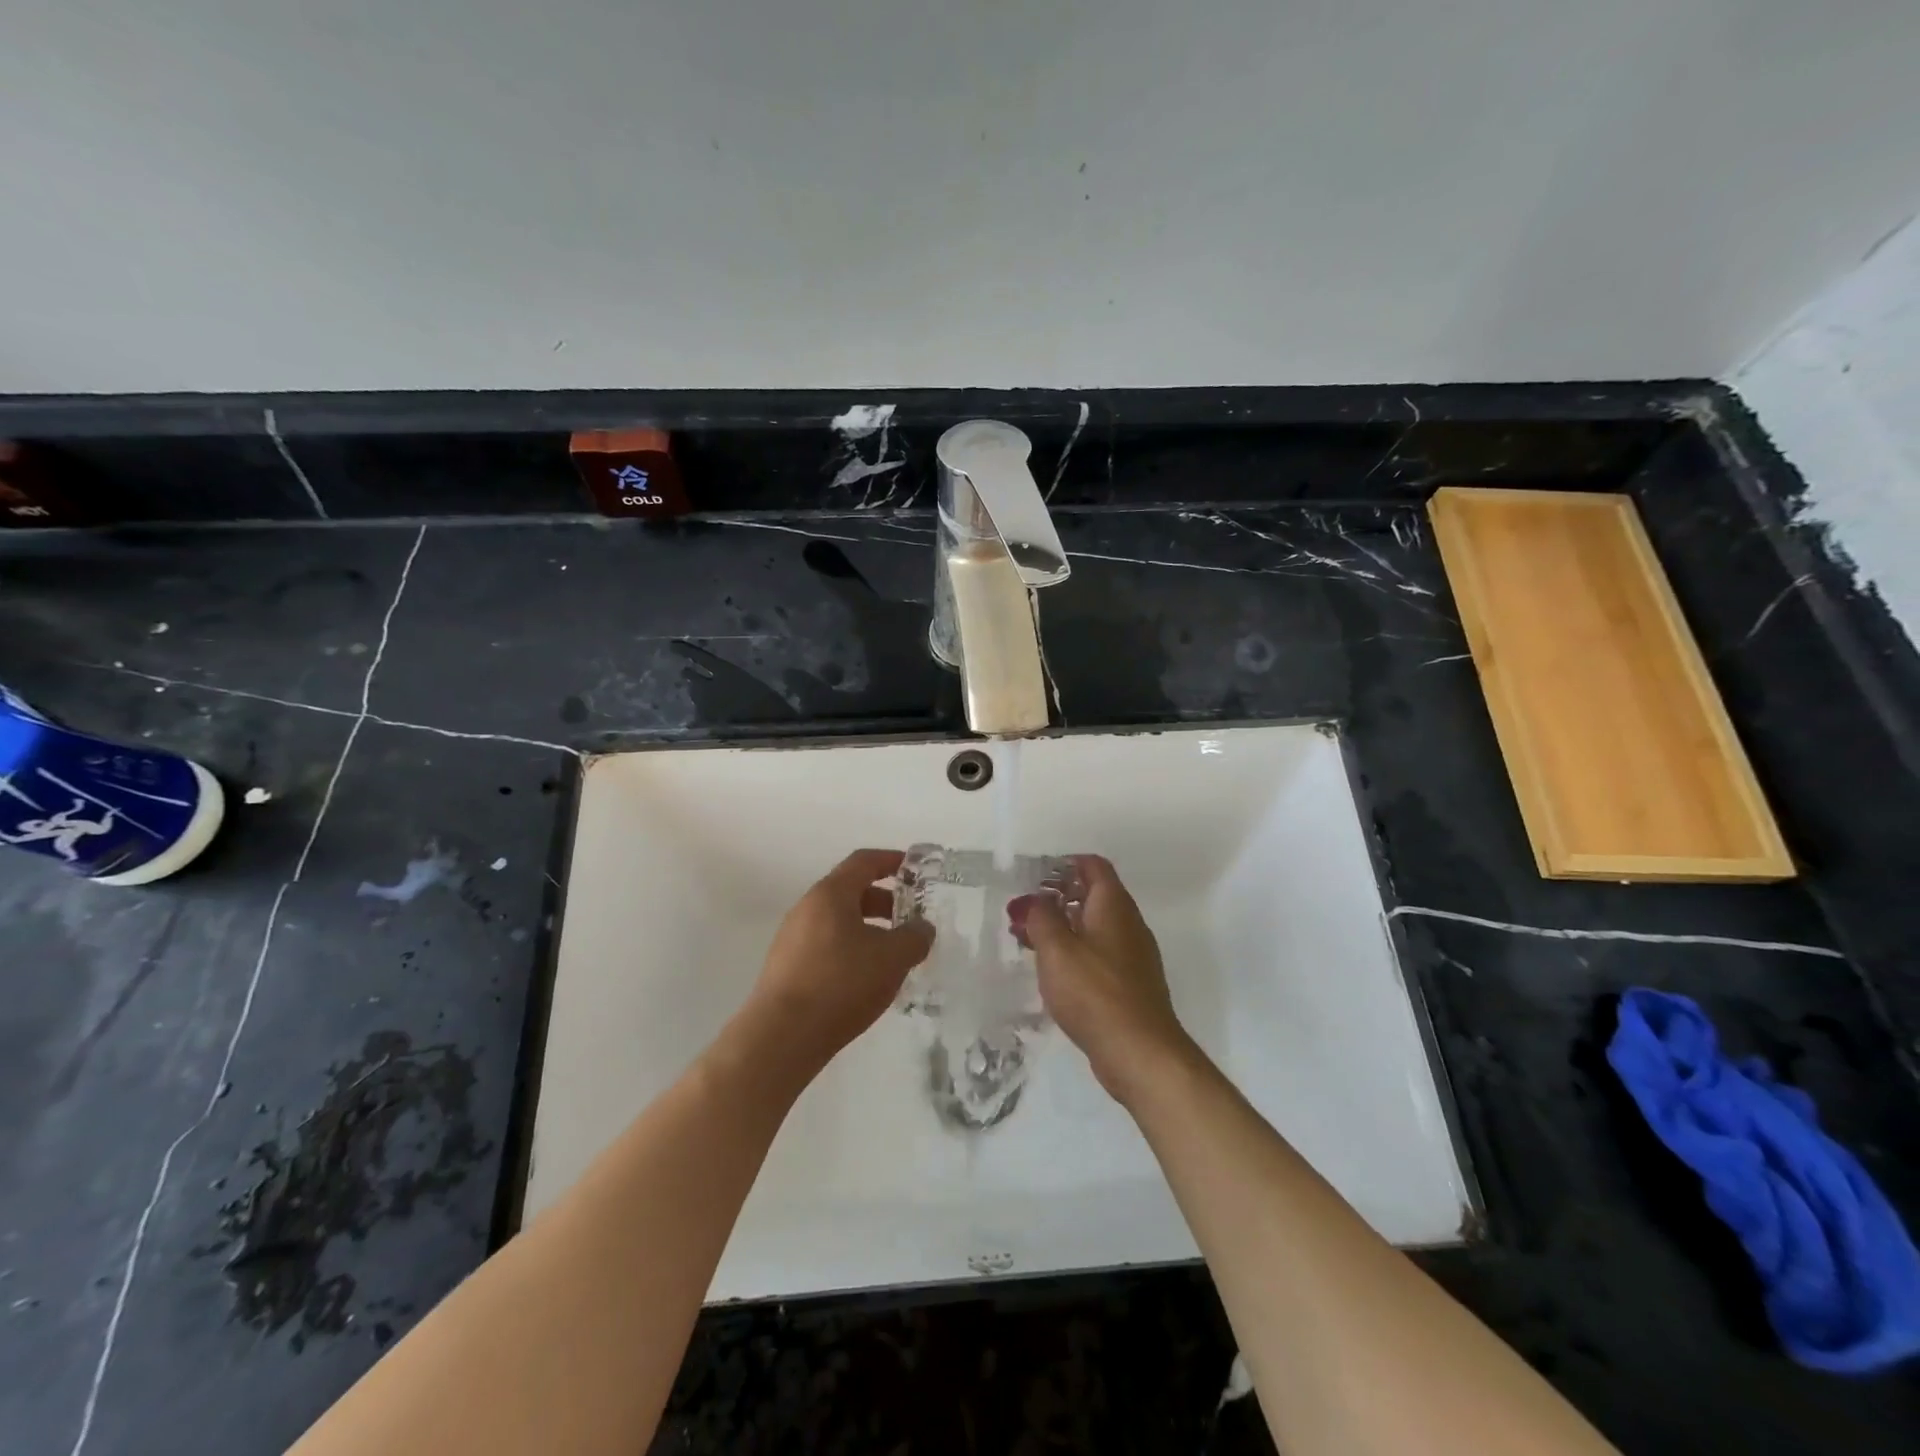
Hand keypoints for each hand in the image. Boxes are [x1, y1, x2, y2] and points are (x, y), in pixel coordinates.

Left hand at [742, 848, 933, 1075]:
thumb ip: (915, 937)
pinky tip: (867, 978)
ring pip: (839, 922)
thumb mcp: (892, 958)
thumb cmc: (841, 984)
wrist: (782, 1037)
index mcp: (830, 894)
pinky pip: (827, 946)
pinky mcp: (787, 968)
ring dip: (869, 929)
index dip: (891, 860)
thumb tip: (922, 928)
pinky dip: (852, 950)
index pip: (863, 861)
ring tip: (894, 954)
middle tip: (911, 918)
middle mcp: (807, 908)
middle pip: (851, 892)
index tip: (915, 868)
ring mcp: (793, 939)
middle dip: (885, 901)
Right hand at [1011, 855, 1193, 1104]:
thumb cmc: (1095, 992)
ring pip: (1094, 927)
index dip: (1064, 864)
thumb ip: (1041, 917)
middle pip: (1093, 895)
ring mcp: (1132, 956)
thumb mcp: (1057, 949)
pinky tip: (1052, 972)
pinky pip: (1098, 955)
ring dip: (1062, 928)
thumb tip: (1035, 900)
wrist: (1140, 1052)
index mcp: (1113, 905)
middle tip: (1023, 912)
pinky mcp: (1130, 984)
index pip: (1093, 866)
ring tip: (1028, 941)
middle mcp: (1128, 924)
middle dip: (1057, 898)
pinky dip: (1074, 953)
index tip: (1034, 876)